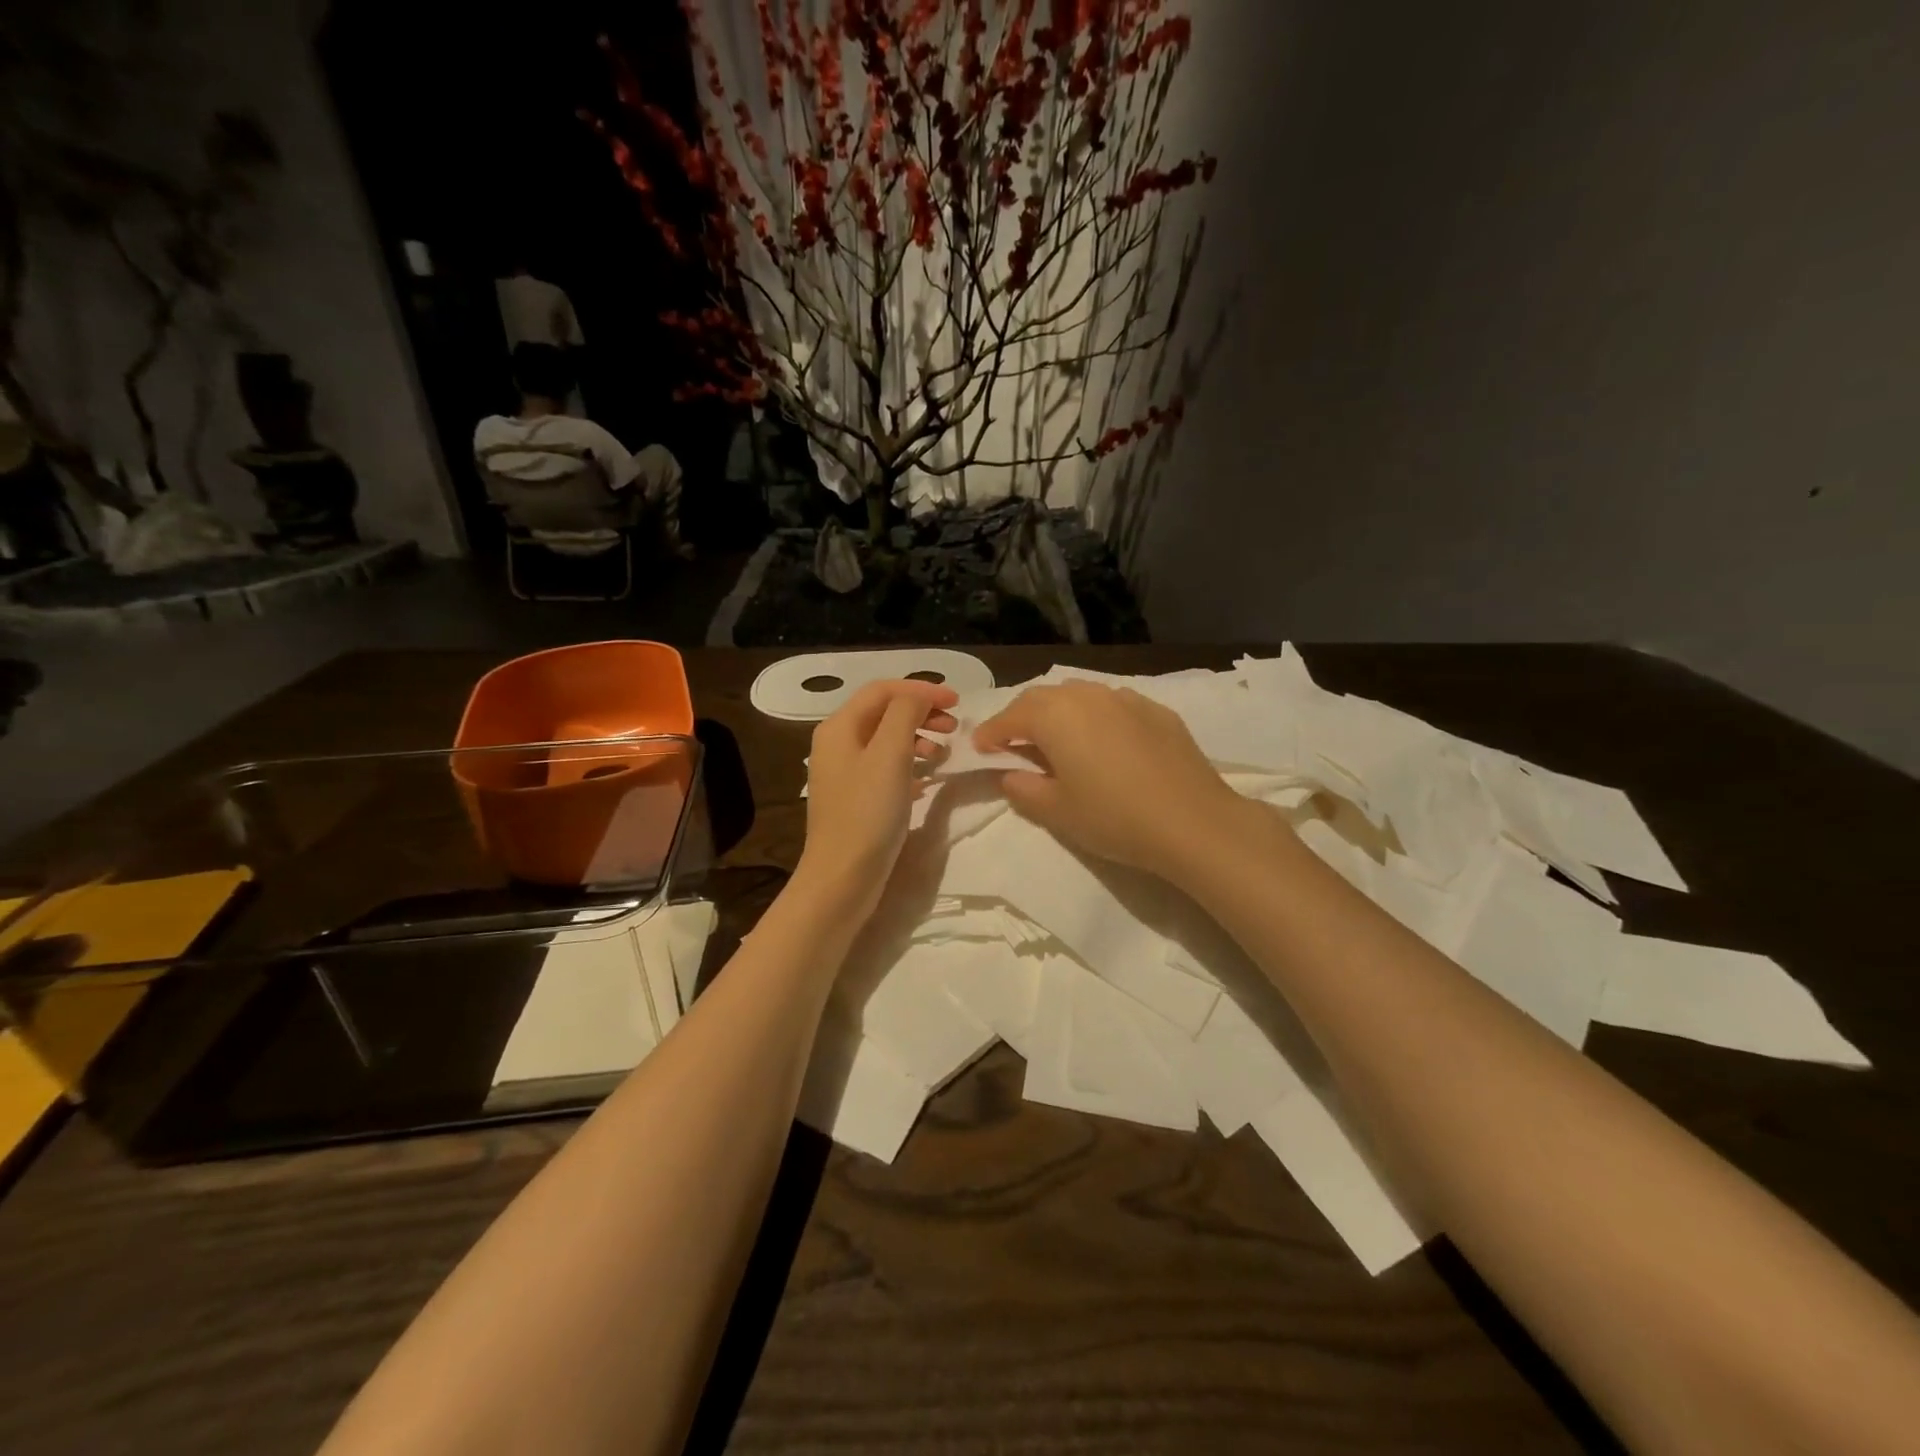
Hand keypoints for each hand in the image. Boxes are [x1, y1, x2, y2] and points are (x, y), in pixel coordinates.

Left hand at [797, 679, 957, 917]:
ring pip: (887, 741)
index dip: (921, 690)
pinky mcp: (856, 800)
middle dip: (921, 713)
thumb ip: (905, 714)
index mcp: (839, 727)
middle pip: (884, 713)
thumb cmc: (867, 812)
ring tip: (943, 756)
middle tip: (954, 728)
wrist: (842, 878)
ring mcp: (845, 774)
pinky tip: (928, 781)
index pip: (883, 690)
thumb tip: (919, 696)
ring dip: (918, 739)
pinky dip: (911, 766)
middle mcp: (838, 744)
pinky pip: (887, 769)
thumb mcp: (890, 754)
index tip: (958, 702)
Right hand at [973, 681, 1250, 879]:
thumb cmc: (1113, 817)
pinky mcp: (1157, 710)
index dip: (990, 732)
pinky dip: (1096, 717)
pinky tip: (1104, 741)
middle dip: (1022, 717)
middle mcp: (1087, 696)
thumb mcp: (1057, 811)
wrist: (1193, 822)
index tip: (980, 748)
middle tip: (1014, 742)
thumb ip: (1024, 789)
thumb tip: (1012, 774)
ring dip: (1060, 713)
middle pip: (1043, 698)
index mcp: (1055, 716)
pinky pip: (1113, 705)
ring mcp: (1126, 699)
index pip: (1010, 718)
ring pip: (1080, 695)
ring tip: (1058, 738)